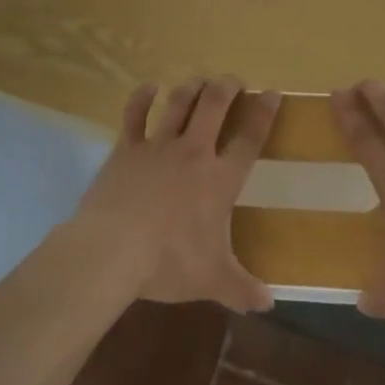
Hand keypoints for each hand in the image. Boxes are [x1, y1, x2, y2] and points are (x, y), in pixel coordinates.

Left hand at [68, 76, 280, 313]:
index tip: (272, 93)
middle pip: (214, 106)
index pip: (249, 139)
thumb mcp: (212, 280)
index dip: (263, 114)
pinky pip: (134, 114)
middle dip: (227, 87)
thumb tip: (270, 304)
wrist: (113, 249)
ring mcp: (158, 146)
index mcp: (219, 180)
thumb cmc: (168, 262)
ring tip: (201, 80)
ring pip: (179, 103)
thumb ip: (242, 289)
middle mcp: (193, 153)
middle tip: (234, 80)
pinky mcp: (127, 148)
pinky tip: (148, 87)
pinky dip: (141, 97)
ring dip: (192, 87)